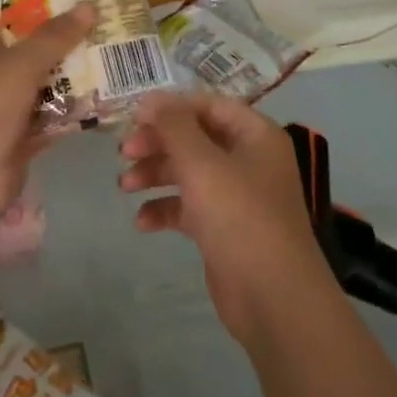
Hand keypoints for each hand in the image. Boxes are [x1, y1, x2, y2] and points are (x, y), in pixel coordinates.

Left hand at [0, 6, 95, 226]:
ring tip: (109, 54)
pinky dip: (71, 110)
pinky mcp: (18, 141)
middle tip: (99, 23)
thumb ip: (53, 37)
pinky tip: (103, 96)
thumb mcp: (17, 63)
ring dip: (69, 75)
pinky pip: (49, 118)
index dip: (27, 5)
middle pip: (24, 52)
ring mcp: (0, 112)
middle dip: (58, 40)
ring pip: (40, 86)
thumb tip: (89, 6)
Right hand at [119, 93, 335, 351]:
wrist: (273, 298)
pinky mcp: (224, 228)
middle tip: (124, 152)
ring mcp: (238, 196)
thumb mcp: (202, 164)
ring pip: (189, 172)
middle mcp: (249, 160)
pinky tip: (141, 222)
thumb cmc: (240, 217)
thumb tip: (150, 98)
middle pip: (195, 138)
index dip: (172, 107)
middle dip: (158, 143)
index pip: (209, 105)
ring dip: (156, 175)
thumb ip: (174, 126)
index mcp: (255, 135)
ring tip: (124, 186)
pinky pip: (190, 207)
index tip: (134, 117)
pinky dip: (165, 209)